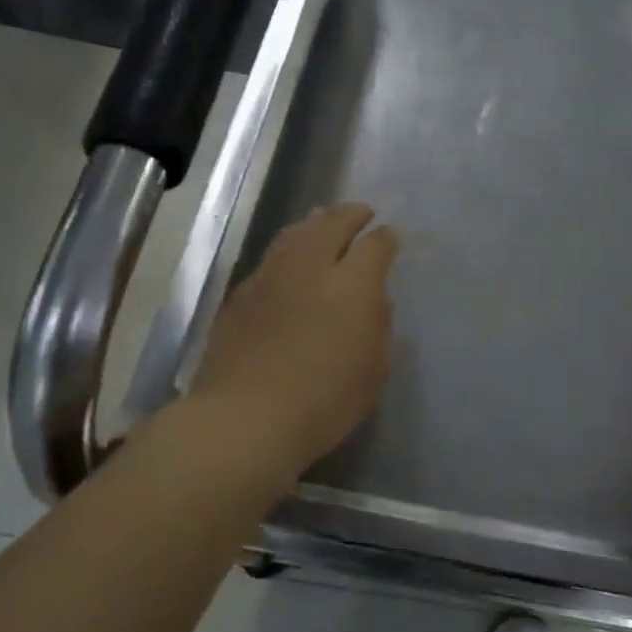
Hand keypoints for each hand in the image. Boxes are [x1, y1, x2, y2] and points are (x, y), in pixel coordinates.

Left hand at [189, 202, 397, 478]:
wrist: (246, 418)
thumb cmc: (325, 401)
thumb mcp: (373, 371)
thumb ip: (379, 328)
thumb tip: (376, 301)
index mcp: (353, 284)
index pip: (375, 244)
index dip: (386, 238)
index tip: (390, 238)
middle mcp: (312, 267)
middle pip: (332, 223)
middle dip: (350, 214)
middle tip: (360, 213)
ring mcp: (271, 276)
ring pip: (295, 234)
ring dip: (314, 223)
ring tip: (322, 221)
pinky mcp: (241, 294)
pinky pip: (270, 258)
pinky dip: (286, 250)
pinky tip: (288, 261)